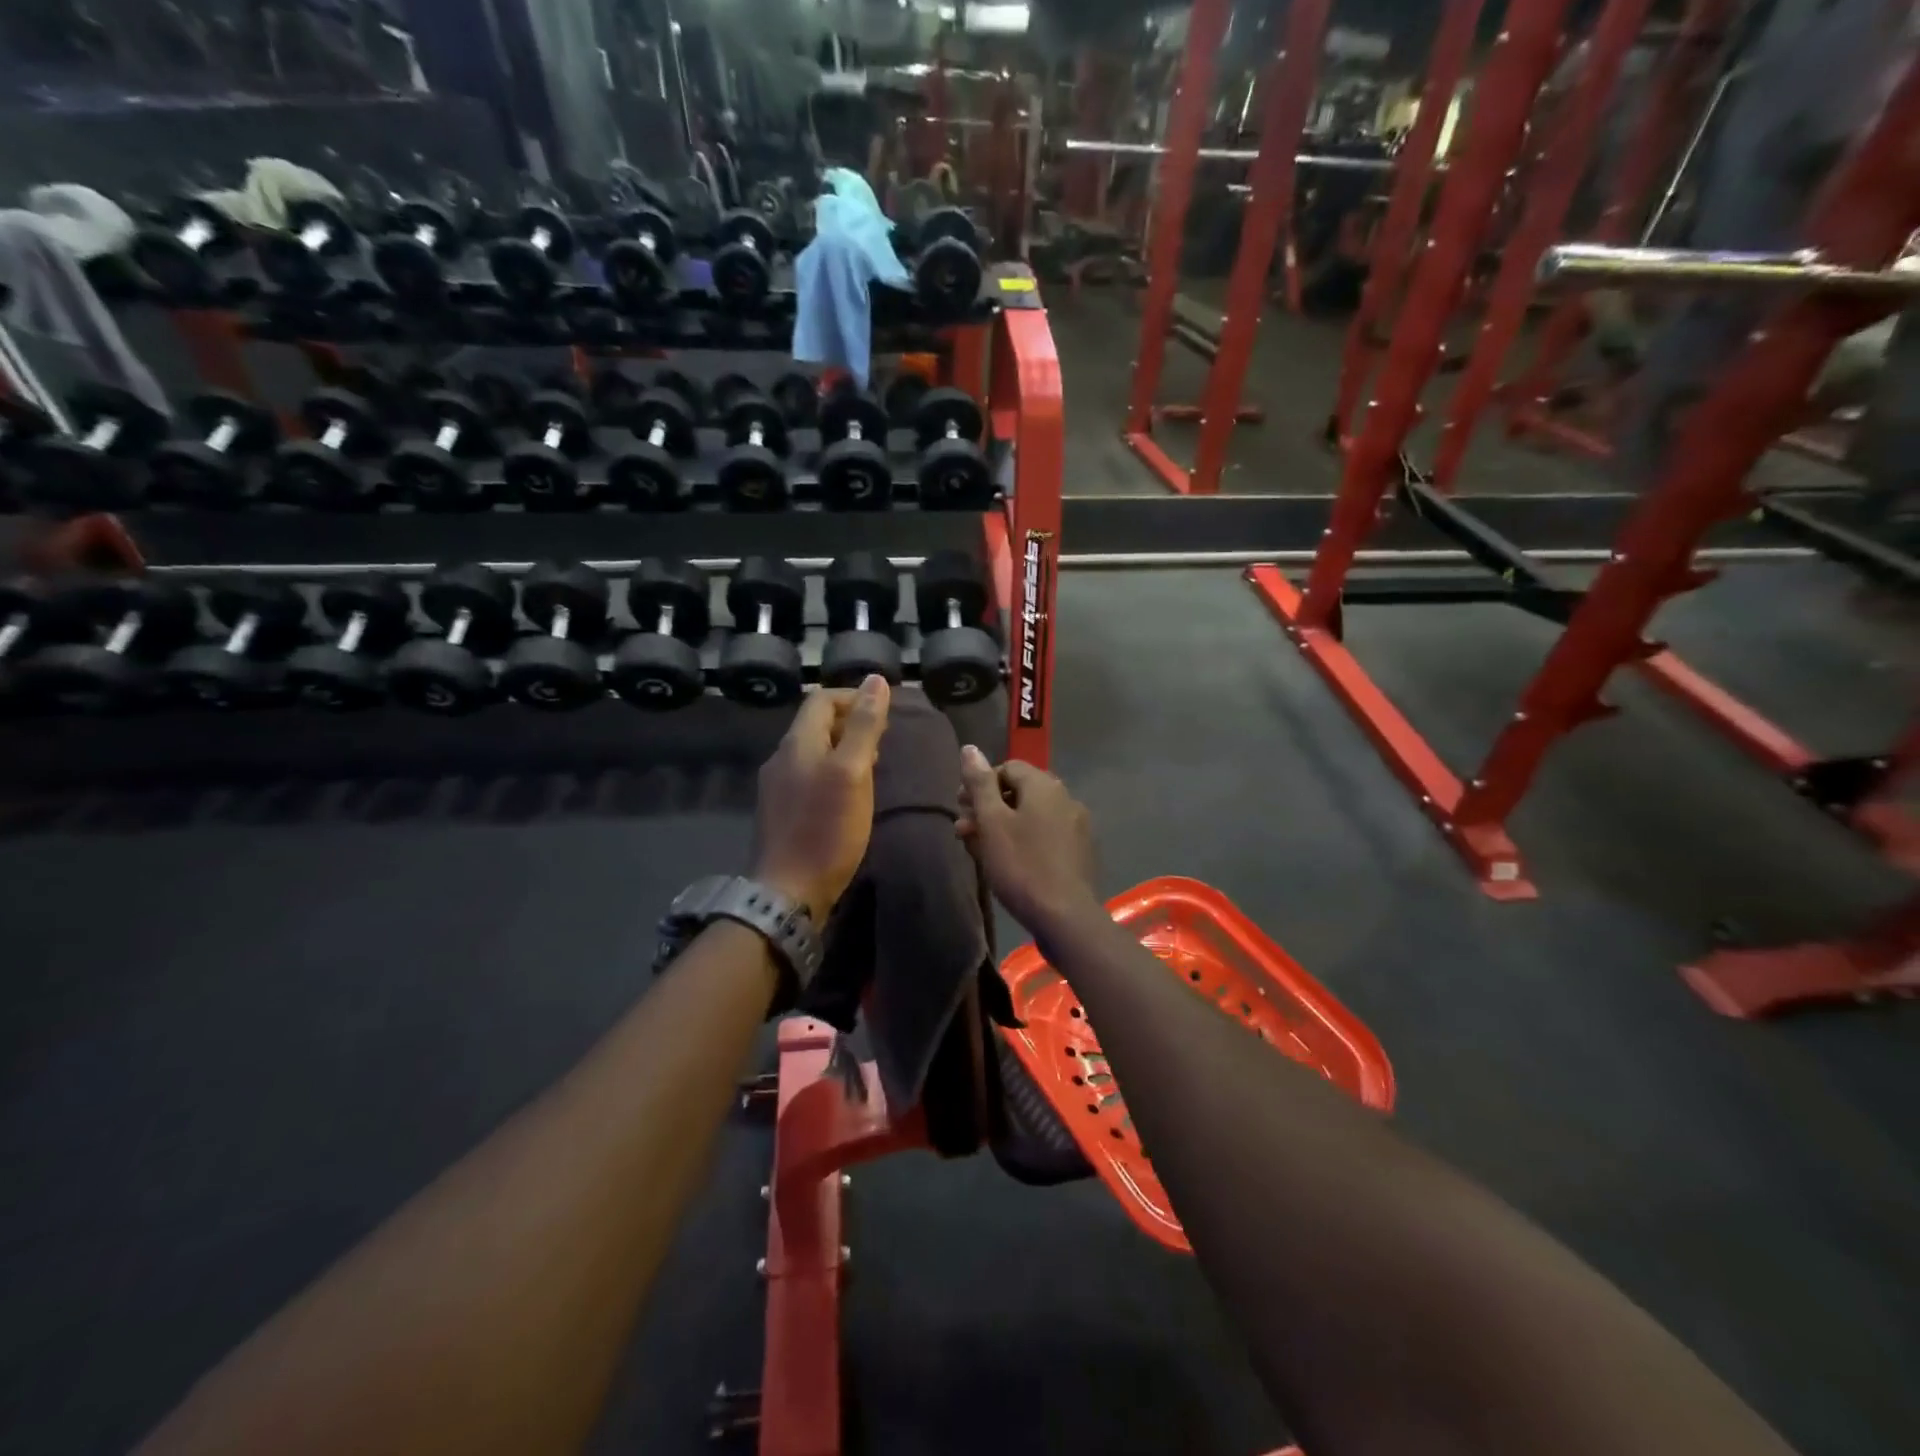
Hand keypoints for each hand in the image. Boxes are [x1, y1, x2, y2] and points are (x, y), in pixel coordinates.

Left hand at [753, 676, 891, 921]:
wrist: (788, 892)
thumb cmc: (826, 830)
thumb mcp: (853, 772)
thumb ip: (865, 726)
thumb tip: (876, 680)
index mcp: (797, 743)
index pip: (822, 699)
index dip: (855, 697)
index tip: (886, 712)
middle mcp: (781, 758)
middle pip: (816, 724)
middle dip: (851, 722)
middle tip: (885, 739)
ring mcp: (777, 787)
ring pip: (813, 751)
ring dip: (844, 748)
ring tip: (874, 765)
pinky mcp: (781, 812)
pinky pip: (809, 776)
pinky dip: (833, 772)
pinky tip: (850, 794)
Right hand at [956, 746, 1099, 931]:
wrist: (1065, 916)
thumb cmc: (1022, 865)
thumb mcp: (992, 822)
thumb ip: (980, 784)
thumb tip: (970, 748)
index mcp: (1044, 786)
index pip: (1007, 768)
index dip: (981, 784)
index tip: (961, 806)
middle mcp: (1065, 798)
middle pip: (1019, 792)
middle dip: (988, 807)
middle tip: (963, 829)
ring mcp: (1076, 826)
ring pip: (1031, 816)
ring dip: (1002, 826)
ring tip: (978, 848)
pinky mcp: (1079, 852)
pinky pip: (1045, 835)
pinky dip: (1023, 841)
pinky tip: (1007, 862)